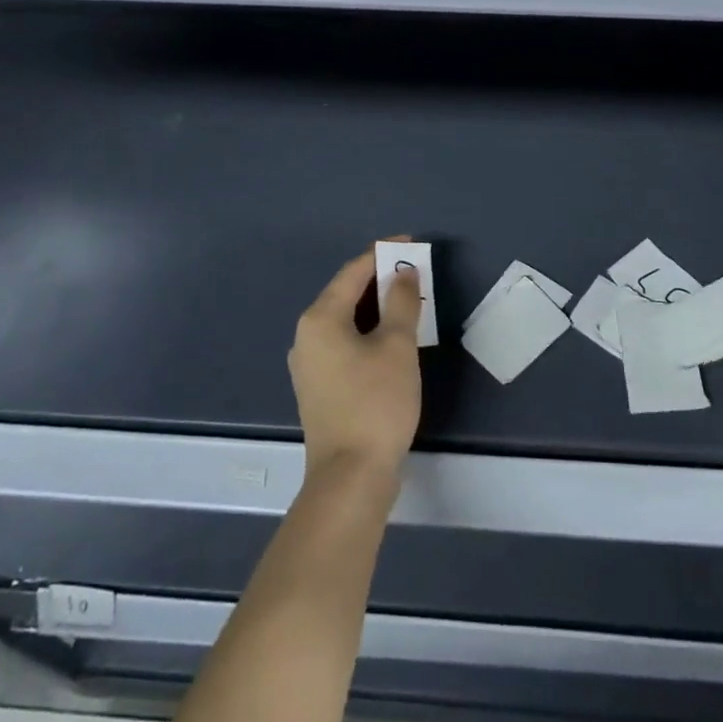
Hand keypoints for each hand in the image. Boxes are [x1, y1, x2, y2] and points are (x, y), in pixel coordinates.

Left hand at [289, 241, 423, 478]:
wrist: (350, 477)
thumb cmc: (375, 403)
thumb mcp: (397, 346)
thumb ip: (401, 302)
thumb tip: (404, 273)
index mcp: (320, 318)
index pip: (353, 271)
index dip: (382, 253)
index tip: (411, 243)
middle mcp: (307, 335)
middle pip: (346, 293)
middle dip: (381, 279)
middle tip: (415, 271)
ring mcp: (310, 364)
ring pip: (346, 320)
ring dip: (377, 306)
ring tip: (409, 300)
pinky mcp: (320, 386)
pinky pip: (345, 342)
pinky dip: (369, 330)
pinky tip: (392, 337)